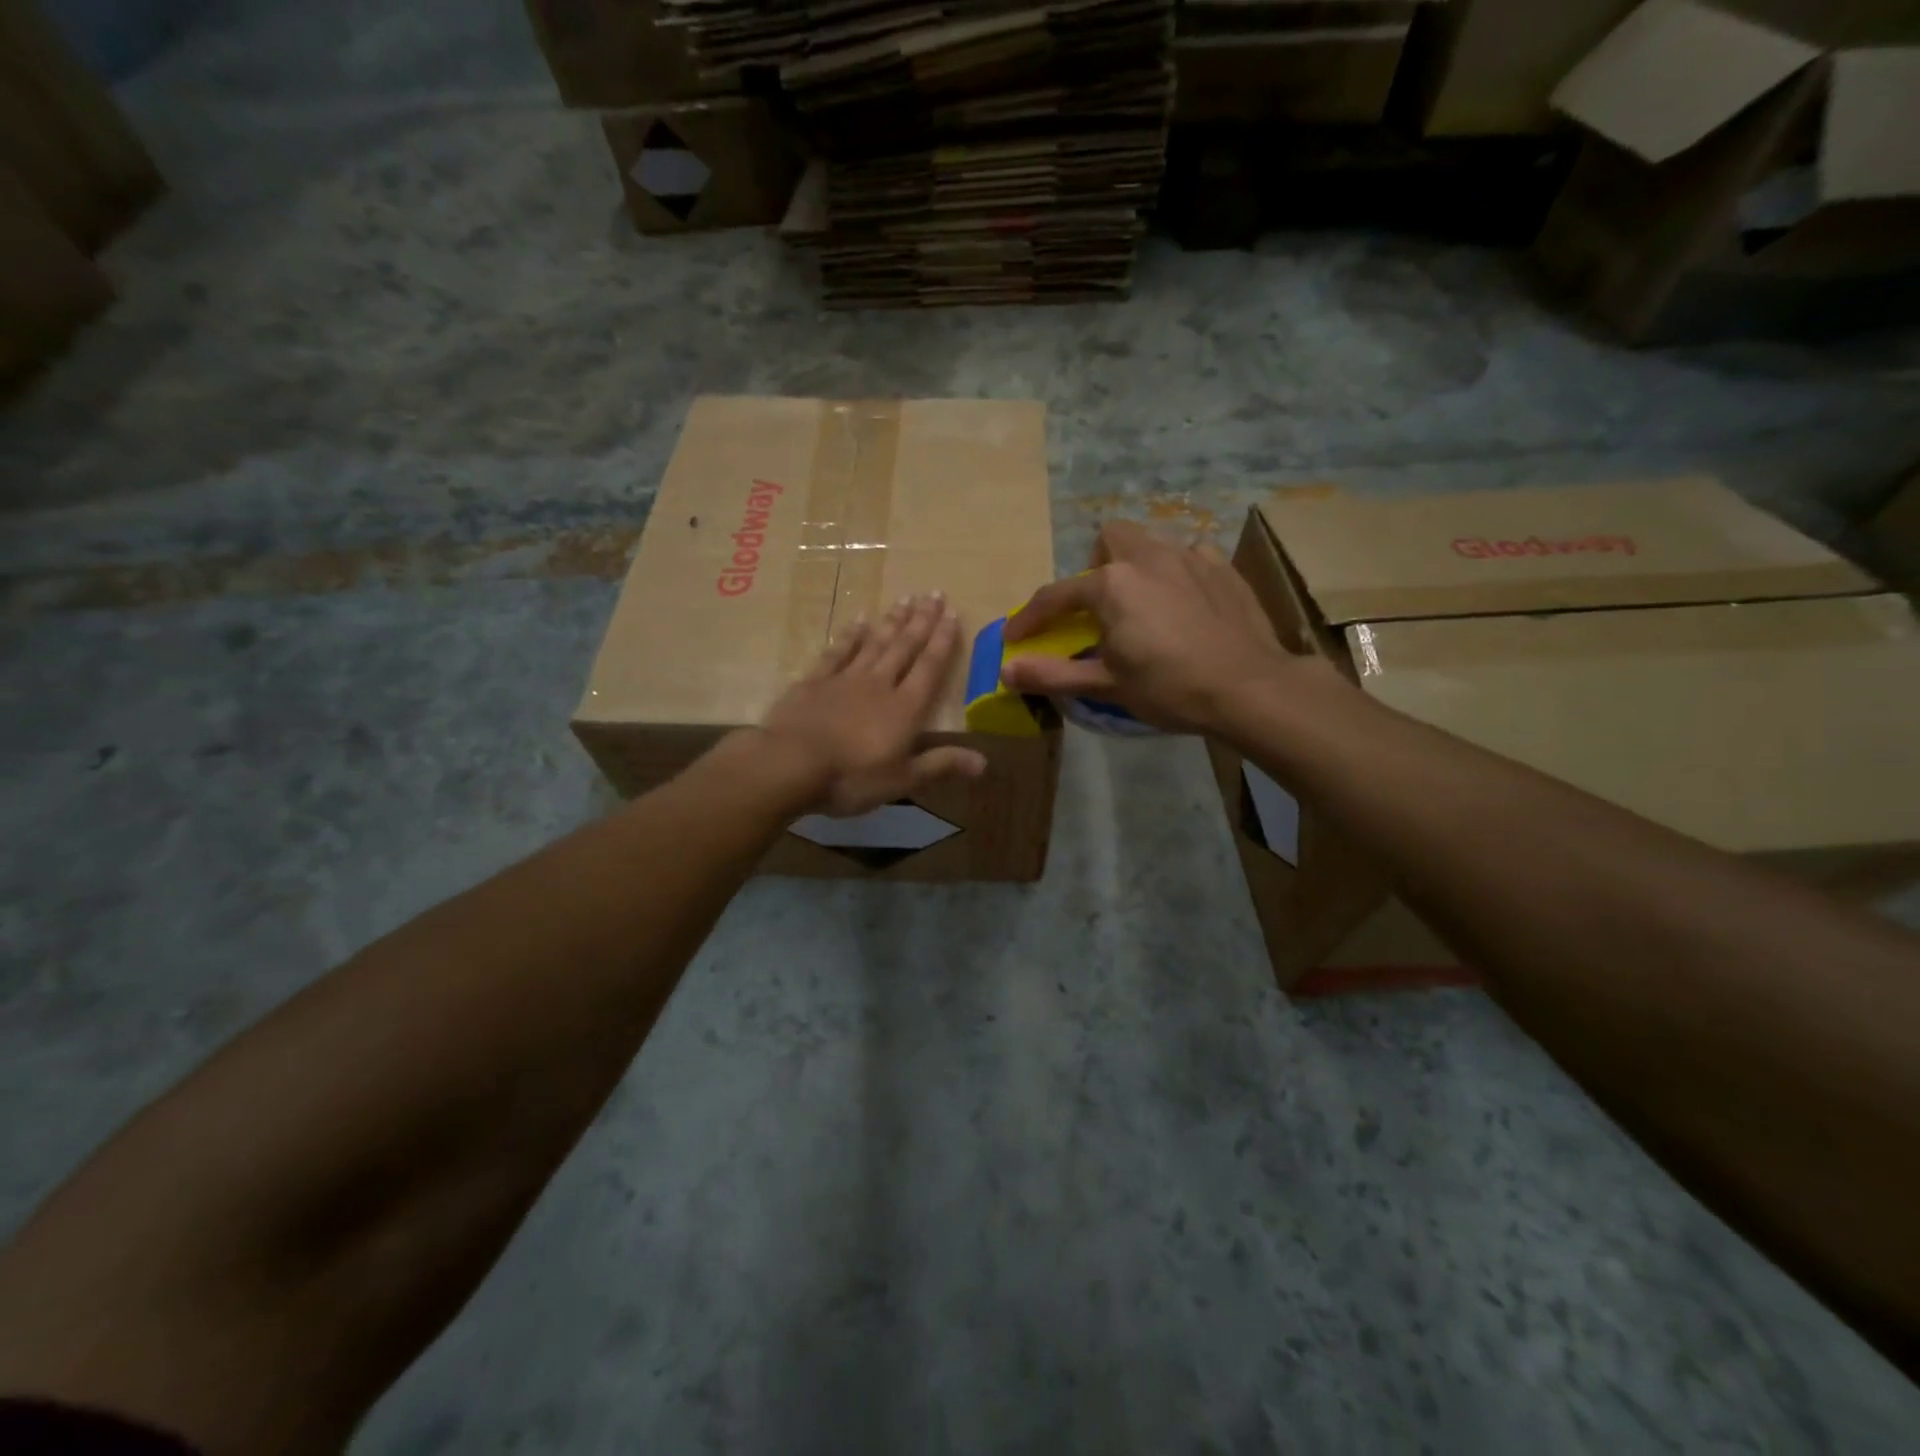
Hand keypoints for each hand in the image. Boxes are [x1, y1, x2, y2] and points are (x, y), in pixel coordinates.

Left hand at [755, 593, 986, 816]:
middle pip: (904, 647)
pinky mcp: (814, 681)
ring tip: (905, 599)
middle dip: (922, 621)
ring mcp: (844, 679)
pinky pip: (837, 652)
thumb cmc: (851, 778)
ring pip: (874, 643)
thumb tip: (984, 762)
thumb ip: (941, 765)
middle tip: (934, 593)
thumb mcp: (902, 780)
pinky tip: (858, 621)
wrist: (790, 764)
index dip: (943, 641)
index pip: (929, 668)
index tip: (952, 614)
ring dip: (891, 622)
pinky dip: (849, 636)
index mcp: (904, 709)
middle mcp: (879, 684)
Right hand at [1001, 521, 1299, 735]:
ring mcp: (1191, 556)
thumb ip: (1052, 674)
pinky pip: (1190, 557)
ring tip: (1145, 606)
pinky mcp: (1223, 567)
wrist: (1250, 688)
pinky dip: (1177, 575)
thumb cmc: (1170, 687)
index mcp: (1112, 584)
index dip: (1030, 617)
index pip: (1056, 596)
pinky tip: (1186, 606)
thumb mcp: (1106, 685)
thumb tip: (1005, 671)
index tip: (1015, 637)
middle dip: (1096, 567)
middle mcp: (1148, 557)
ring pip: (1150, 544)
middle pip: (1109, 540)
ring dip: (1136, 567)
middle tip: (1100, 608)